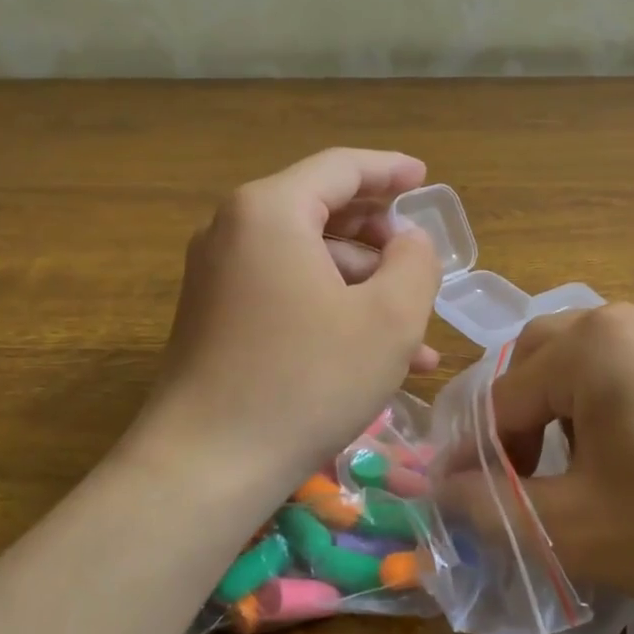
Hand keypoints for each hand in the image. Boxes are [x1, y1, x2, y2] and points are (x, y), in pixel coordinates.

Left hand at [146, 149, 442, 482]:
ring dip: (364, 289)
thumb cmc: (308, 381)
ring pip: (309, 262)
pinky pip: (287, 295)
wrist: (207, 465)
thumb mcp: (389, 318)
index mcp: (270, 211)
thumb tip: (409, 240)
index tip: (426, 178)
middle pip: (322, 212)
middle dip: (380, 238)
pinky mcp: (216, 318)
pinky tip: (376, 359)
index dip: (390, 169)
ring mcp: (219, 277)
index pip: (341, 168)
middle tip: (420, 258)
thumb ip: (415, 262)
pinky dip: (332, 312)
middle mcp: (234, 231)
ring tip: (417, 334)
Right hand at [472, 303, 633, 624]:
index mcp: (593, 343)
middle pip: (536, 362)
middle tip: (513, 480)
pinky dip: (600, 405)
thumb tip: (434, 490)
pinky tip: (620, 457)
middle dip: (513, 422)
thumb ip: (493, 505)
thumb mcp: (577, 527)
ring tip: (563, 473)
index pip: (501, 396)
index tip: (459, 499)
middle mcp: (629, 317)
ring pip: (581, 362)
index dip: (474, 453)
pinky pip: (627, 367)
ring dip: (555, 412)